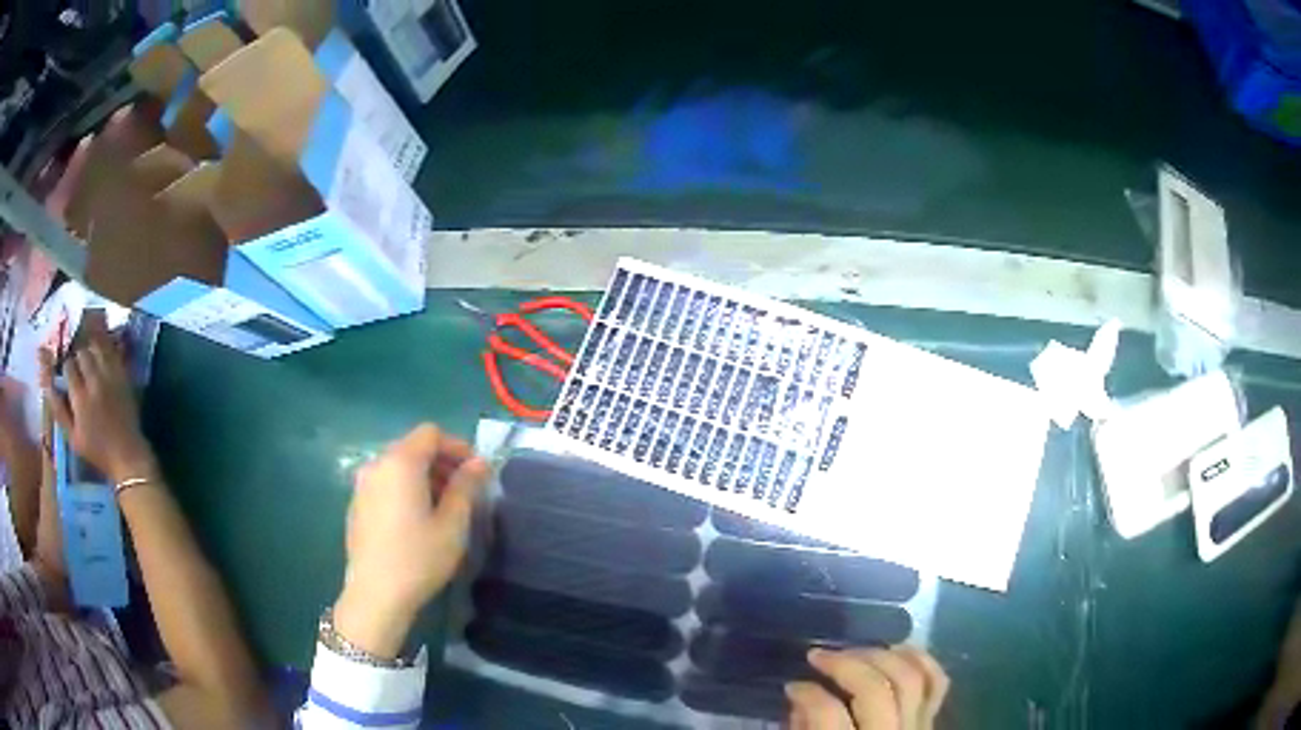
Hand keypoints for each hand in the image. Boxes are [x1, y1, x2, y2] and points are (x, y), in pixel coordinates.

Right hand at [40, 321, 154, 483]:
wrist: (126, 454)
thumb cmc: (96, 450)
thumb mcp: (72, 437)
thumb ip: (59, 409)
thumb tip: (47, 384)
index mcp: (80, 398)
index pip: (68, 366)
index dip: (67, 369)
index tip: (68, 377)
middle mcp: (94, 381)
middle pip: (82, 353)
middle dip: (78, 359)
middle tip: (79, 371)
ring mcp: (111, 376)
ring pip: (97, 348)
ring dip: (91, 353)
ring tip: (90, 366)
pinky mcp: (123, 376)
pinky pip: (112, 352)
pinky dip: (105, 351)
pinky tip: (102, 361)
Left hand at [333, 424, 488, 657]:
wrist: (376, 594)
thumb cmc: (419, 558)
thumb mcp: (452, 524)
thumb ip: (466, 487)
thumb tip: (479, 463)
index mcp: (400, 462)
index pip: (431, 434)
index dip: (457, 446)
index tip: (477, 472)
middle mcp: (377, 464)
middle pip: (413, 447)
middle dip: (442, 462)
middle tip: (465, 491)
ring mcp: (362, 485)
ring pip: (398, 466)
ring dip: (424, 477)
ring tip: (444, 507)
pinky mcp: (356, 504)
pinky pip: (385, 483)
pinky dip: (405, 489)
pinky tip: (417, 520)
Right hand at [786, 647, 948, 729]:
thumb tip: (802, 700)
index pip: (828, 714)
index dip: (807, 693)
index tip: (791, 685)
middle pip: (875, 690)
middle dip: (845, 663)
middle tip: (818, 656)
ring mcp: (917, 729)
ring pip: (910, 678)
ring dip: (881, 655)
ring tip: (854, 650)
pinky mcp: (931, 723)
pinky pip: (937, 683)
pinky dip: (921, 660)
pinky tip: (898, 649)